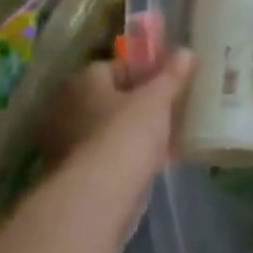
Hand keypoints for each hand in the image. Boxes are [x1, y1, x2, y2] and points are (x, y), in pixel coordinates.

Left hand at [43, 47, 192, 231]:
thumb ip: (172, 75)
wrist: (96, 201)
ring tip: (170, 136)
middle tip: (171, 108)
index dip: (145, 72)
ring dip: (135, 132)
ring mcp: (67, 146)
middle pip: (112, 99)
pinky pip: (109, 157)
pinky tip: (156, 163)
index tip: (169, 82)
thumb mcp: (157, 98)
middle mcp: (67, 109)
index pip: (116, 67)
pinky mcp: (75, 178)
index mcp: (82, 82)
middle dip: (140, 104)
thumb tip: (185, 52)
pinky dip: (129, 158)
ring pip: (111, 130)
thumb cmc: (125, 134)